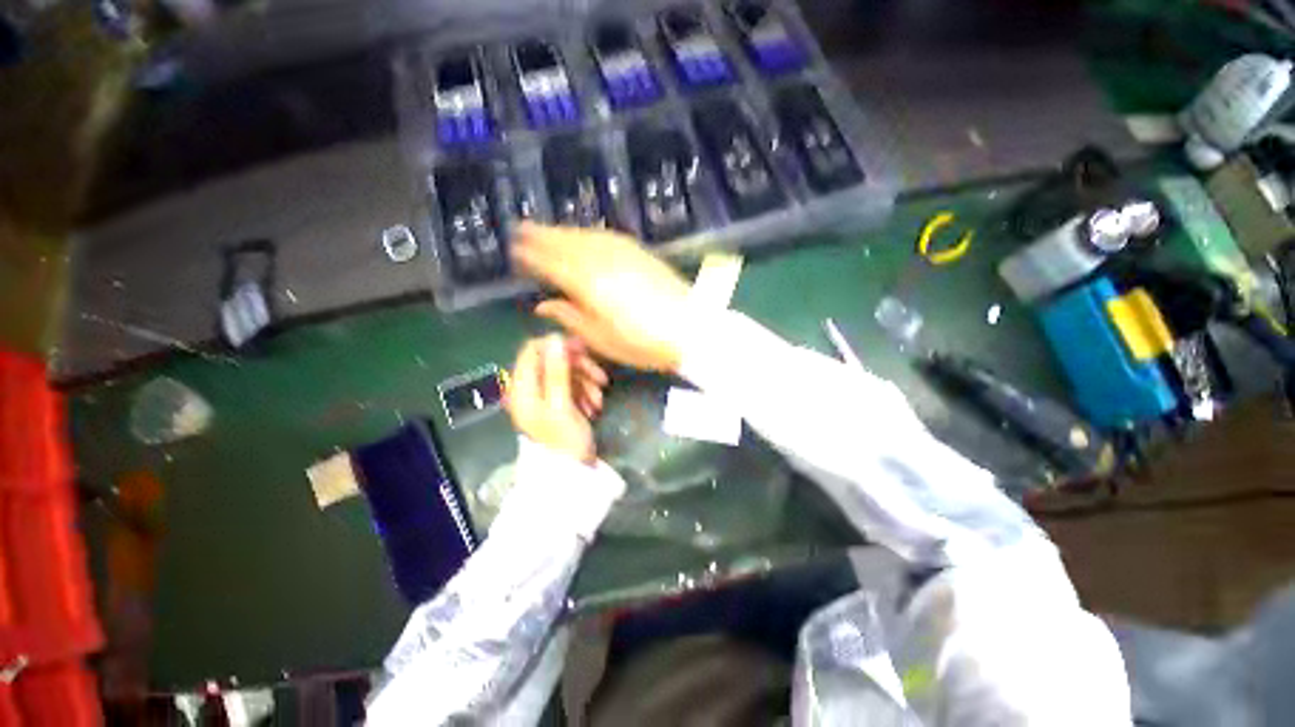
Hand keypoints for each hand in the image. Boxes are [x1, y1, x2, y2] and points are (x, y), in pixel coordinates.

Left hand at [506, 334, 608, 463]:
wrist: (570, 473)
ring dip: (585, 382)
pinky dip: (584, 392)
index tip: (582, 350)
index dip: (557, 346)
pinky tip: (595, 406)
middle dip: (578, 368)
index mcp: (522, 387)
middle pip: (552, 361)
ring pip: (565, 373)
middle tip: (600, 377)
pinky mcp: (556, 403)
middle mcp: (529, 388)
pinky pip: (570, 387)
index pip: (533, 350)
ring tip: (599, 399)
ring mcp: (543, 396)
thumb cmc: (563, 441)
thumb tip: (556, 338)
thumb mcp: (561, 404)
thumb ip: (557, 370)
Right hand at [511, 223, 691, 372]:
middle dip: (542, 235)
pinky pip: (608, 236)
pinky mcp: (641, 252)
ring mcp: (624, 254)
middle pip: (567, 243)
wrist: (690, 328)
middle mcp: (603, 263)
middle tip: (522, 228)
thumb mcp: (602, 339)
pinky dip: (590, 233)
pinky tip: (586, 236)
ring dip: (564, 231)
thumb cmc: (643, 343)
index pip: (553, 265)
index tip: (516, 250)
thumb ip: (570, 318)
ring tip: (547, 230)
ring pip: (587, 236)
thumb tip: (543, 306)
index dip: (533, 256)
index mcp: (589, 286)